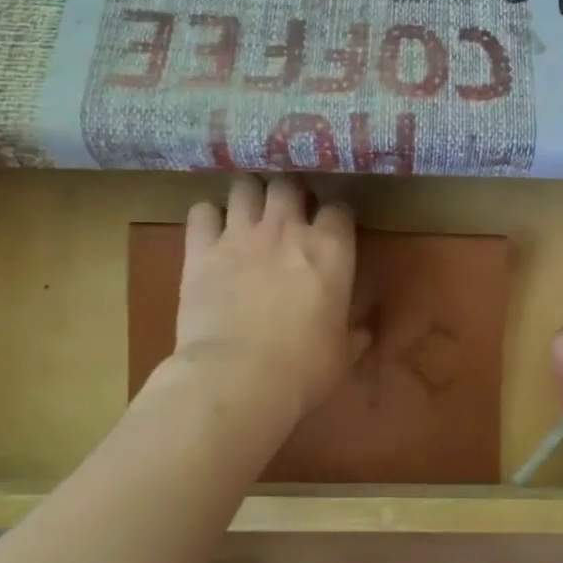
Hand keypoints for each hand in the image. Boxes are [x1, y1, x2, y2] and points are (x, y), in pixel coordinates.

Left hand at [162, 175, 362, 427]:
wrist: (239, 378)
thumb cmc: (304, 368)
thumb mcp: (341, 354)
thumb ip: (352, 335)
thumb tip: (362, 333)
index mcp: (330, 249)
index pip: (339, 208)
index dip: (336, 217)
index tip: (333, 230)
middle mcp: (286, 229)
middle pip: (289, 184)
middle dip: (290, 193)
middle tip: (288, 213)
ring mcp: (240, 235)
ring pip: (244, 186)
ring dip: (249, 195)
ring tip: (249, 211)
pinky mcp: (200, 250)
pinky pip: (201, 211)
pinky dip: (207, 216)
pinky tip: (211, 231)